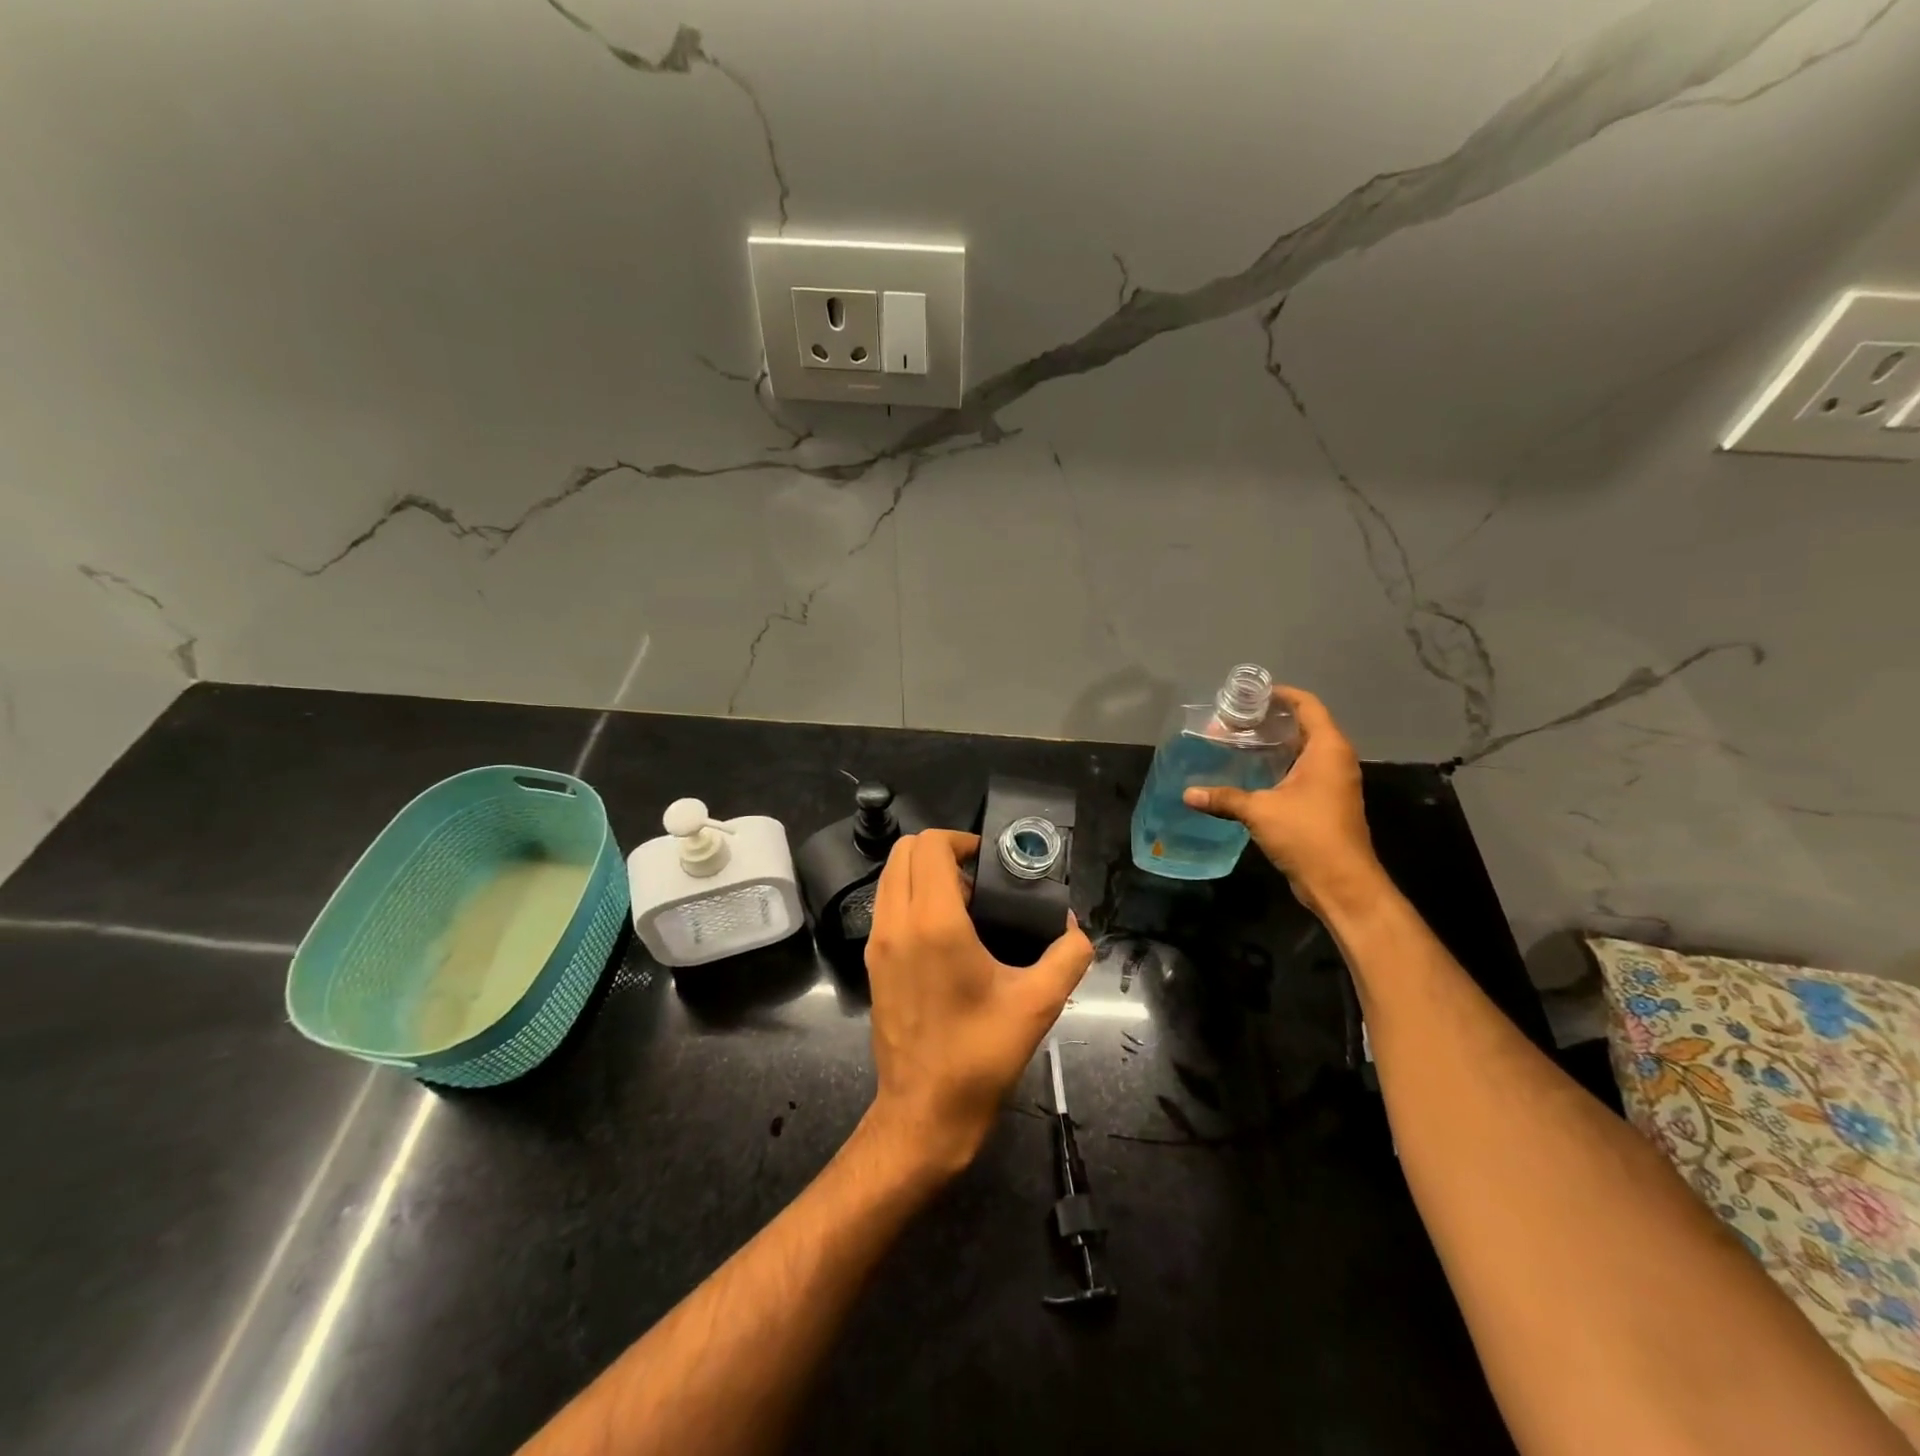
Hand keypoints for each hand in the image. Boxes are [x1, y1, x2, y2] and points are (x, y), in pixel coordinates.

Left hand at [863, 830, 1093, 1180]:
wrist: (924, 1113)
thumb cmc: (980, 1055)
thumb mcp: (1038, 1004)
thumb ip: (1067, 956)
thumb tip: (1074, 927)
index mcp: (934, 923)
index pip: (930, 845)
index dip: (961, 840)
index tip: (991, 862)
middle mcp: (896, 923)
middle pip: (904, 851)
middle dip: (942, 852)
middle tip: (980, 880)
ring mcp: (877, 943)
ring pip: (890, 877)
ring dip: (924, 874)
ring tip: (966, 907)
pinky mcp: (872, 963)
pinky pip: (886, 906)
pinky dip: (910, 899)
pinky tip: (946, 935)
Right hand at [1182, 685, 1384, 918]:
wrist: (1342, 883)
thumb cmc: (1307, 835)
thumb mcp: (1260, 811)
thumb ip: (1224, 798)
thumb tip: (1187, 793)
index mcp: (1327, 749)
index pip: (1307, 705)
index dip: (1281, 695)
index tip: (1251, 694)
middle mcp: (1335, 759)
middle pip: (1305, 725)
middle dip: (1272, 719)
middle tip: (1236, 718)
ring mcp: (1334, 782)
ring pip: (1304, 750)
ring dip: (1275, 744)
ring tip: (1239, 741)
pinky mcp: (1327, 802)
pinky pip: (1303, 771)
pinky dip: (1280, 765)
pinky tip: (1252, 772)